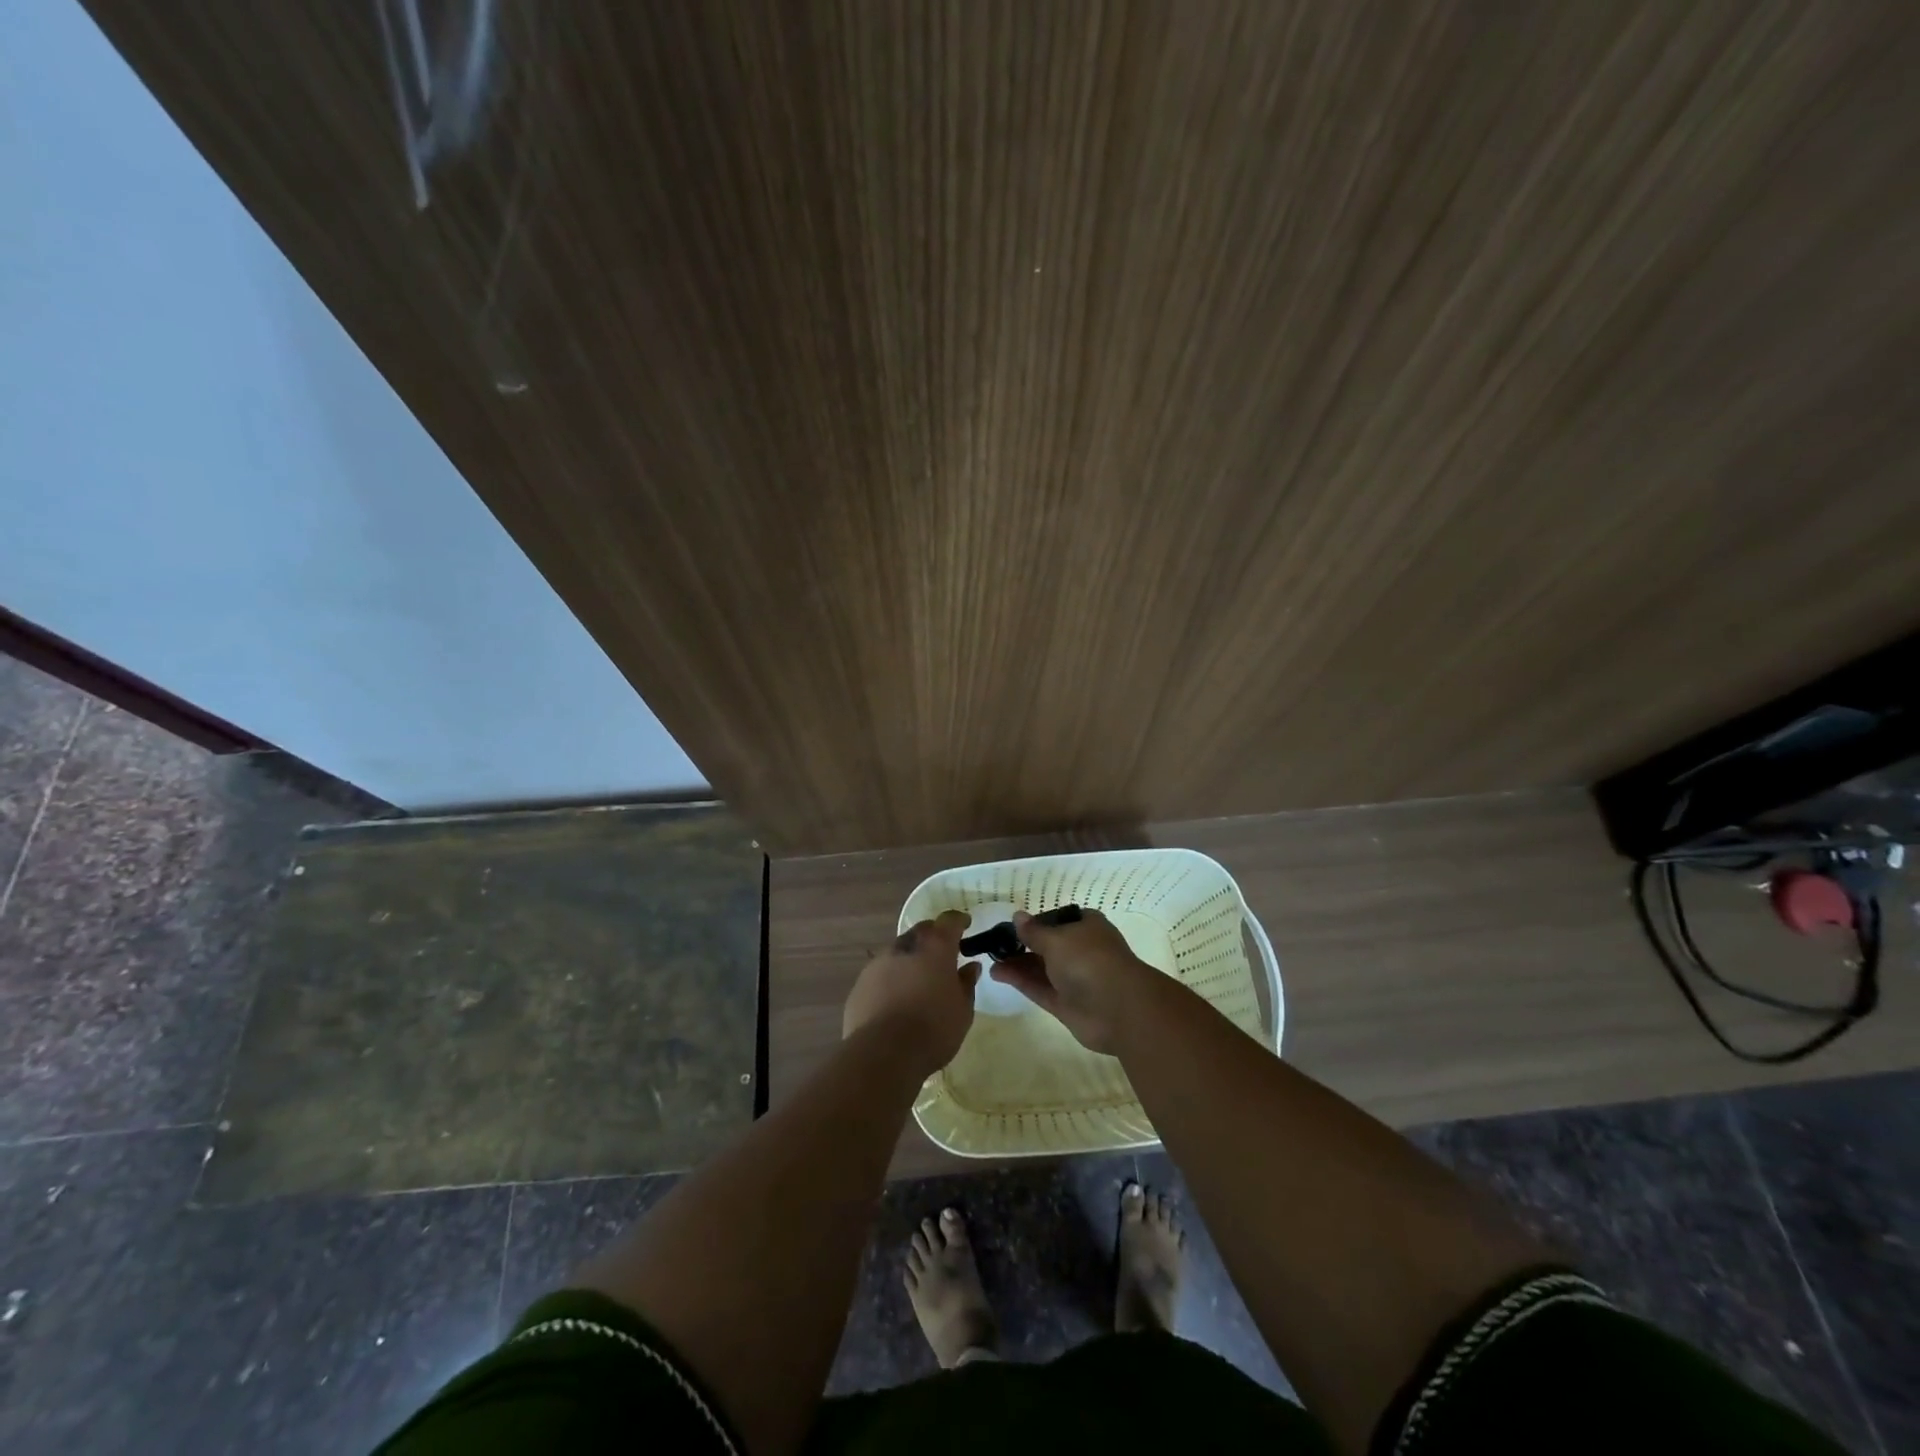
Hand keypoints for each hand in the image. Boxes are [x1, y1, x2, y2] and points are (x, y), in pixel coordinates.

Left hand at [843, 910, 977, 1075]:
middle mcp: (905, 946)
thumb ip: (966, 983)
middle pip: (922, 931)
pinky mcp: (860, 983)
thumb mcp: (963, 1010)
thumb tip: (970, 967)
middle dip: (934, 937)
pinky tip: (896, 999)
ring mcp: (878, 963)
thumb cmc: (933, 1029)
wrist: (883, 1053)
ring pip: (899, 950)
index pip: (949, 920)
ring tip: (918, 980)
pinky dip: (892, 978)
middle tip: (943, 954)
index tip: (966, 925)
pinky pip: (881, 972)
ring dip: (911, 958)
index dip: (959, 920)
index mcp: (935, 947)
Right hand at [989, 908, 1157, 1053]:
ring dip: (1018, 963)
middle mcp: (1082, 951)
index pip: (1060, 919)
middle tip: (995, 944)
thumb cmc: (1088, 960)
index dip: (1037, 921)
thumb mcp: (1056, 939)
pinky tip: (997, 973)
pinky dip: (1020, 981)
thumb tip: (1017, 916)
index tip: (1014, 925)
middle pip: (1048, 945)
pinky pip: (1040, 988)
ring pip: (1041, 968)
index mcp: (1087, 927)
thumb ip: (1033, 931)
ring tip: (991, 959)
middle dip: (1023, 944)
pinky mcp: (1066, 1004)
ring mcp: (1074, 979)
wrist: (1118, 1009)